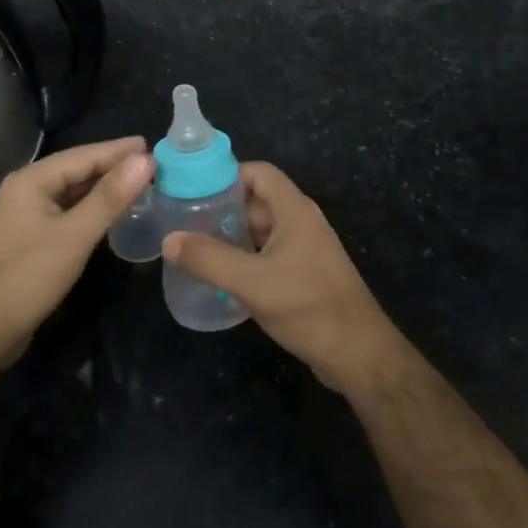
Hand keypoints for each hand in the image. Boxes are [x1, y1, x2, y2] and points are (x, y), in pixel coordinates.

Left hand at [0, 138, 151, 368]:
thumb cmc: (26, 278)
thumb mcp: (74, 236)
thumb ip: (110, 197)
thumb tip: (145, 160)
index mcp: (32, 181)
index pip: (84, 155)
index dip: (119, 151)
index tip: (153, 145)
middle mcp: (26, 190)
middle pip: (77, 170)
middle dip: (113, 167)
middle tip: (154, 166)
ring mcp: (26, 215)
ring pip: (72, 193)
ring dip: (104, 189)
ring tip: (140, 185)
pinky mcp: (30, 239)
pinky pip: (67, 213)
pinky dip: (91, 209)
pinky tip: (112, 213)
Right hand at [162, 162, 411, 395]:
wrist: (358, 354)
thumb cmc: (308, 307)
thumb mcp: (252, 282)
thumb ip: (209, 259)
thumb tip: (169, 239)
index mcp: (295, 211)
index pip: (259, 173)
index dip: (227, 175)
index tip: (193, 189)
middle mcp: (301, 223)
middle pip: (257, 201)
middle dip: (222, 208)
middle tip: (183, 221)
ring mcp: (304, 250)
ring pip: (261, 231)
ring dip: (230, 236)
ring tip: (193, 248)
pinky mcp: (304, 276)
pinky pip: (267, 255)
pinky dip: (243, 258)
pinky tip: (219, 276)